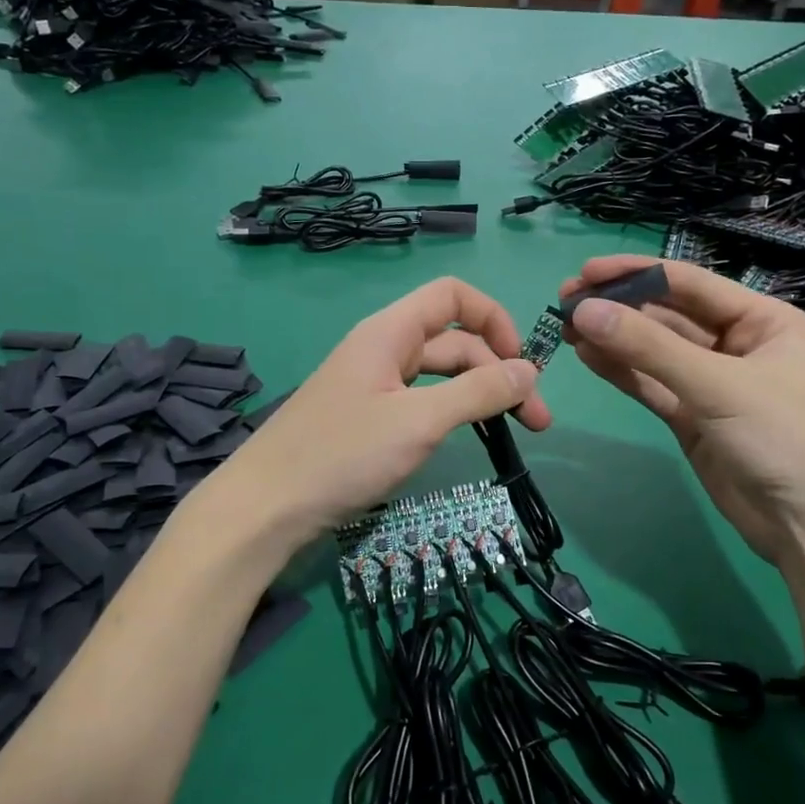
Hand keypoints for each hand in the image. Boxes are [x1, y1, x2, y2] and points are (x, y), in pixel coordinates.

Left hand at [218, 277, 550, 547]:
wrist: (267, 507)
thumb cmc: (342, 454)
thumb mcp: (419, 421)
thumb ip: (478, 392)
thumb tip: (530, 370)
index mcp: (390, 332)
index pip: (453, 296)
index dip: (494, 320)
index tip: (522, 364)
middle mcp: (384, 349)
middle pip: (455, 341)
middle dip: (499, 372)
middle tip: (537, 422)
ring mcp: (375, 385)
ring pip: (441, 376)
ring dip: (481, 396)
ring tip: (518, 432)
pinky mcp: (369, 418)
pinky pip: (422, 402)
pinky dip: (453, 412)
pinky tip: (470, 436)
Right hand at [560, 256, 804, 564]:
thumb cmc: (784, 439)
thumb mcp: (718, 386)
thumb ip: (648, 348)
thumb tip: (584, 311)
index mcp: (762, 320)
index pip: (689, 284)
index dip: (636, 274)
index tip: (585, 274)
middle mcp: (736, 344)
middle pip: (667, 315)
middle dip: (619, 307)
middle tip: (565, 301)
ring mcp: (711, 383)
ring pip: (653, 351)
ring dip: (613, 338)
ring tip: (565, 326)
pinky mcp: (691, 418)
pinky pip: (651, 385)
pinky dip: (621, 371)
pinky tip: (587, 355)